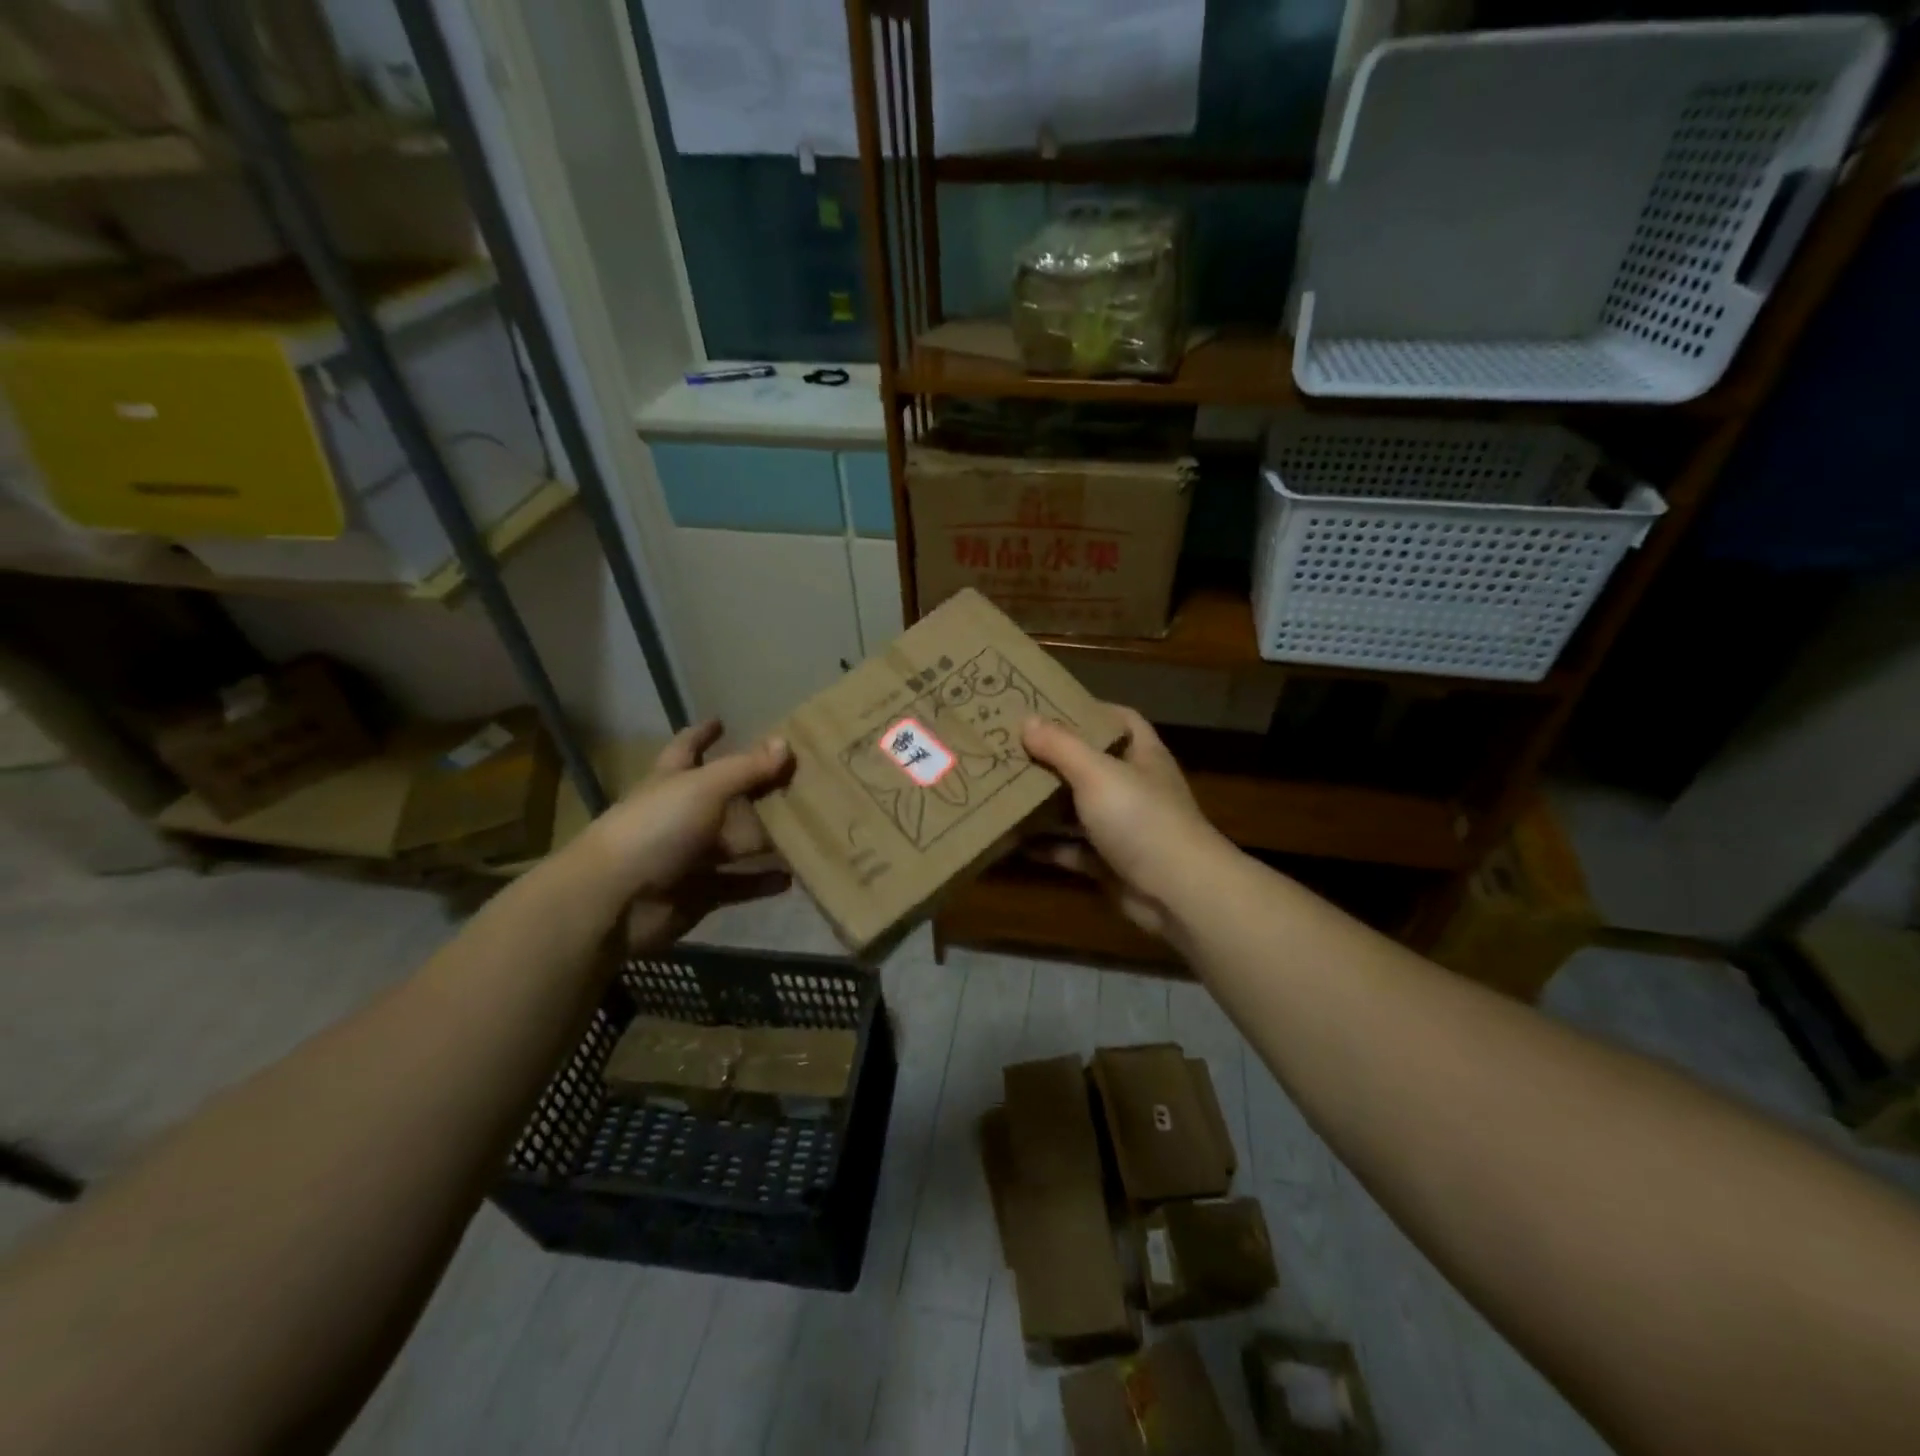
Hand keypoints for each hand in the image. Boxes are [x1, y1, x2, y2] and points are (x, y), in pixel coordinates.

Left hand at [577, 720, 793, 950]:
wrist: (616, 901)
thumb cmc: (656, 829)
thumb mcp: (704, 788)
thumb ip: (746, 768)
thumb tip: (786, 742)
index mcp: (672, 781)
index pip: (687, 748)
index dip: (702, 734)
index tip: (721, 721)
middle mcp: (681, 816)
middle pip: (724, 797)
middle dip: (754, 788)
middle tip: (796, 778)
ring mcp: (690, 857)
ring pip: (736, 843)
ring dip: (766, 839)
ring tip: (807, 829)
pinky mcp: (700, 893)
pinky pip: (739, 885)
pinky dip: (762, 882)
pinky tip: (791, 877)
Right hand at [1021, 706, 1229, 938]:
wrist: (1177, 893)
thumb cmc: (1140, 818)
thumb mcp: (1097, 773)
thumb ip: (1061, 746)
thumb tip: (1027, 720)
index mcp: (1142, 756)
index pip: (1120, 720)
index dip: (1089, 711)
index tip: (1048, 708)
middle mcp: (1135, 788)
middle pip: (1092, 765)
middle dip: (1055, 758)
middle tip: (1012, 748)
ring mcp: (1124, 828)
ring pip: (1079, 809)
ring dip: (1046, 803)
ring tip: (1004, 789)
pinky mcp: (1110, 863)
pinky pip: (1072, 849)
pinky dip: (1047, 846)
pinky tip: (1014, 841)